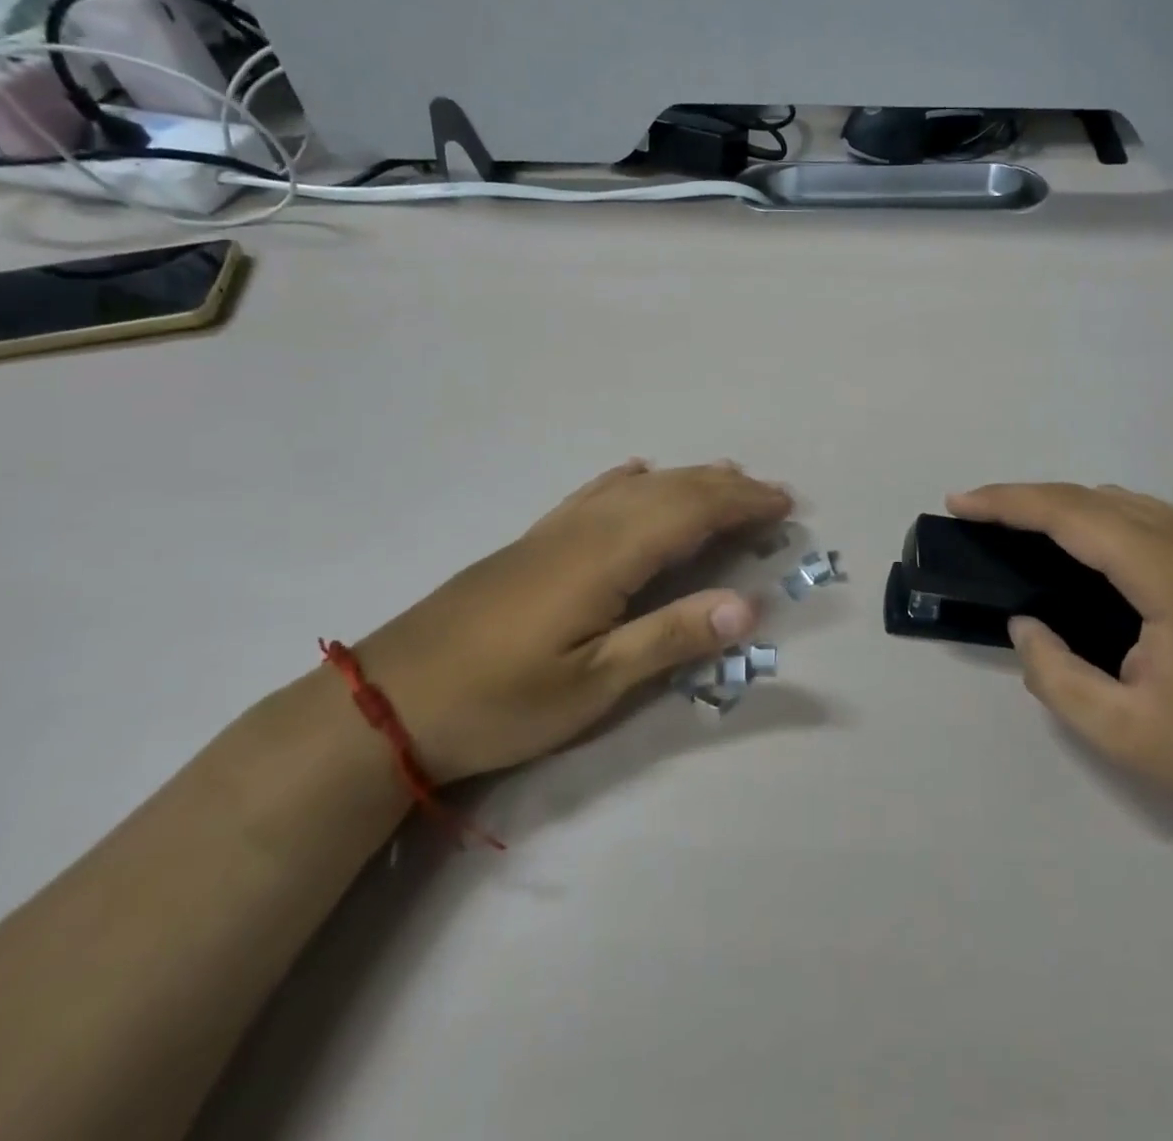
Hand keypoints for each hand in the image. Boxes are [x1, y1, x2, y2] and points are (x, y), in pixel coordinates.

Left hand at [358, 460, 791, 784]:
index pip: (691, 512)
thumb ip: (671, 637)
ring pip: (635, 487)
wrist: (388, 700)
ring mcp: (556, 529)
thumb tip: (749, 605)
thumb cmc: (499, 700)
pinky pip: (592, 492)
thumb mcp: (591, 684)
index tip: (785, 505)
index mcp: (607, 556)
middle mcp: (587, 528)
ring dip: (686, 478)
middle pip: (669, 490)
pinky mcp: (534, 541)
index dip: (742, 503)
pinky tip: (635, 472)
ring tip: (724, 475)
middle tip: (771, 494)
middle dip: (726, 487)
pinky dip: (626, 479)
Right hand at [946, 482, 1172, 835]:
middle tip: (979, 517)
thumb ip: (1057, 676)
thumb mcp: (1126, 735)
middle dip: (1030, 499)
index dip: (1008, 502)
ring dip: (1069, 509)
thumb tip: (1026, 625)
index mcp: (1172, 571)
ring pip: (1129, 503)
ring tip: (1024, 533)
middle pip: (1096, 497)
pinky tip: (1092, 556)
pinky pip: (1156, 521)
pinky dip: (1107, 523)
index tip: (959, 501)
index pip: (1072, 513)